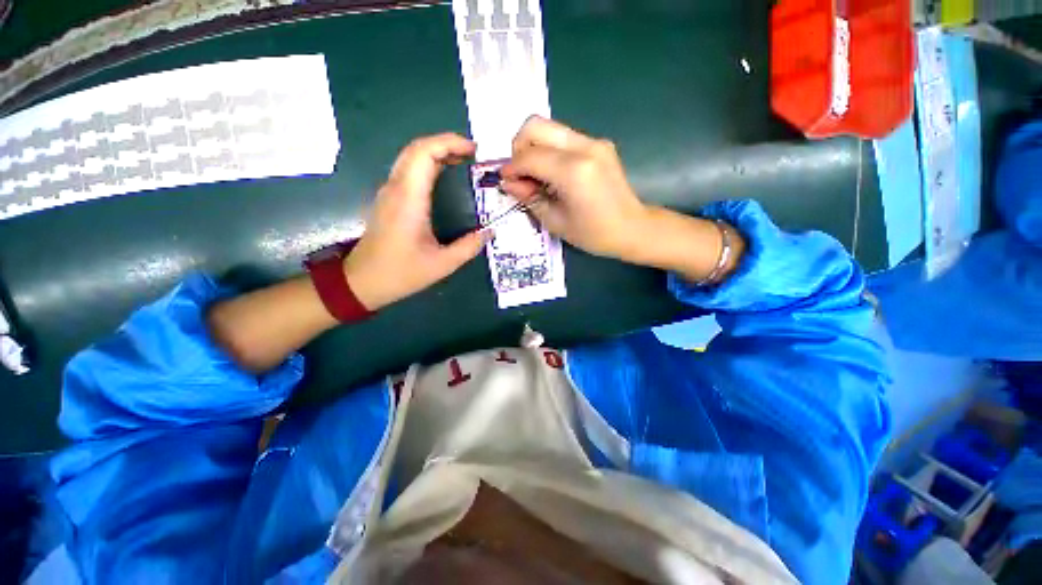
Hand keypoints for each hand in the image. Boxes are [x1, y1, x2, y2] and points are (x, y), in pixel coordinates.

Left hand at [344, 134, 486, 310]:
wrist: (362, 281)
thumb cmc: (401, 273)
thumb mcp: (442, 264)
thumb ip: (469, 246)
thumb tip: (490, 232)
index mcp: (409, 199)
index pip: (424, 153)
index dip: (450, 143)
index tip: (474, 151)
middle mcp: (396, 188)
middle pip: (417, 148)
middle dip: (446, 143)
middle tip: (473, 154)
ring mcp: (389, 192)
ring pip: (410, 157)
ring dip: (437, 152)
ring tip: (463, 162)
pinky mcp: (388, 199)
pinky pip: (408, 170)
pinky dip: (428, 164)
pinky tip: (444, 176)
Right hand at [499, 117, 649, 260]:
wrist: (633, 228)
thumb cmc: (594, 234)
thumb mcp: (555, 222)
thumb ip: (529, 198)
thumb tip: (509, 182)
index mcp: (574, 171)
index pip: (529, 156)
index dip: (511, 167)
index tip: (505, 181)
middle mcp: (585, 147)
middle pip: (536, 125)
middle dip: (519, 147)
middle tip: (520, 174)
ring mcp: (594, 142)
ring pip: (550, 128)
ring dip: (534, 148)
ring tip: (535, 177)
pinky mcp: (599, 144)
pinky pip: (564, 138)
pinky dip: (550, 151)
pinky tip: (553, 174)